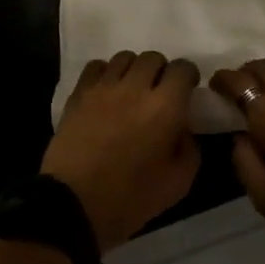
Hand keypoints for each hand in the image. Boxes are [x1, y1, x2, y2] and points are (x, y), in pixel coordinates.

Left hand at [41, 52, 201, 254]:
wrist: (74, 206)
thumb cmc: (130, 198)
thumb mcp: (178, 183)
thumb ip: (190, 148)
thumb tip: (184, 128)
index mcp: (165, 107)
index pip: (182, 69)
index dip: (188, 77)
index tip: (186, 92)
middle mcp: (135, 87)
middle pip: (153, 57)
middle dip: (161, 71)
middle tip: (159, 93)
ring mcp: (103, 88)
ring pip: (124, 57)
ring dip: (134, 70)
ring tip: (131, 91)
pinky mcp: (79, 94)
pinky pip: (96, 66)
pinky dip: (105, 73)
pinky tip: (106, 92)